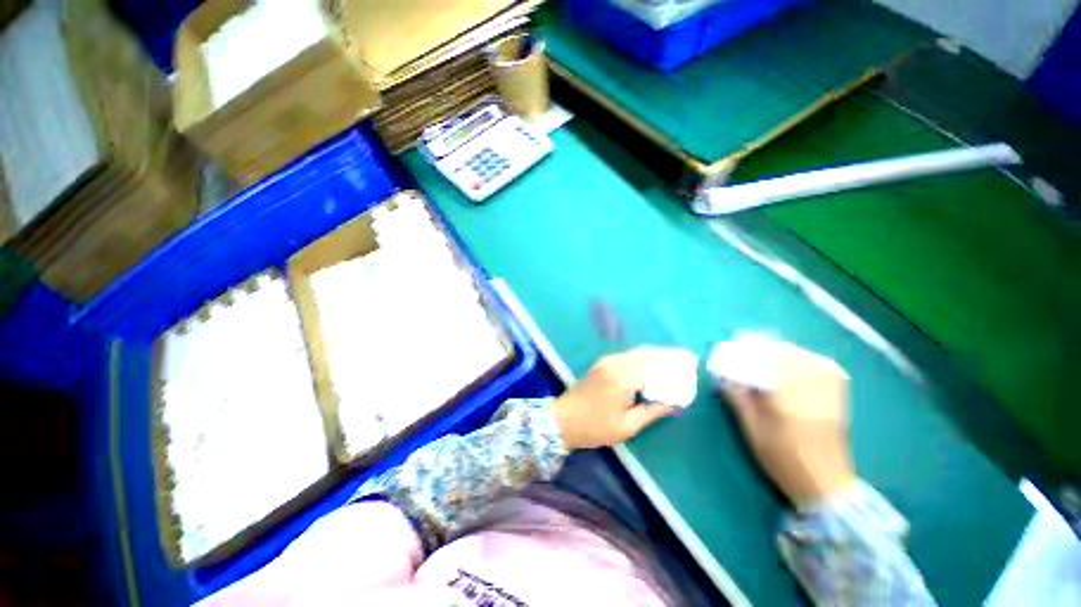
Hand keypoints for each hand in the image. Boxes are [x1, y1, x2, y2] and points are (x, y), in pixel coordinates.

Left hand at [552, 347, 690, 449]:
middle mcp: (616, 363)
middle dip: (670, 355)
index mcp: (623, 377)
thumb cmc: (595, 427)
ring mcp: (608, 360)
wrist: (563, 419)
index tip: (693, 363)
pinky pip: (630, 355)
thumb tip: (675, 403)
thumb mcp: (627, 426)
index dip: (675, 363)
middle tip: (689, 359)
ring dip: (658, 354)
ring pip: (639, 352)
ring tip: (677, 359)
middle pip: (648, 354)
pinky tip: (655, 363)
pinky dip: (646, 356)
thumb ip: (652, 411)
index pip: (655, 364)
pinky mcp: (604, 362)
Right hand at [721, 343, 855, 507]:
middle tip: (744, 350)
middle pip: (785, 354)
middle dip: (762, 349)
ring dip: (783, 352)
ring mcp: (829, 390)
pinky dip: (807, 359)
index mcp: (786, 396)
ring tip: (766, 354)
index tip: (728, 354)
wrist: (825, 482)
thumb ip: (738, 399)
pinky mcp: (838, 395)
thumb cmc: (783, 458)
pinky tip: (796, 362)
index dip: (744, 355)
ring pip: (805, 357)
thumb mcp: (752, 430)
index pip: (763, 362)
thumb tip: (724, 376)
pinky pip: (824, 366)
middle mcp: (810, 387)